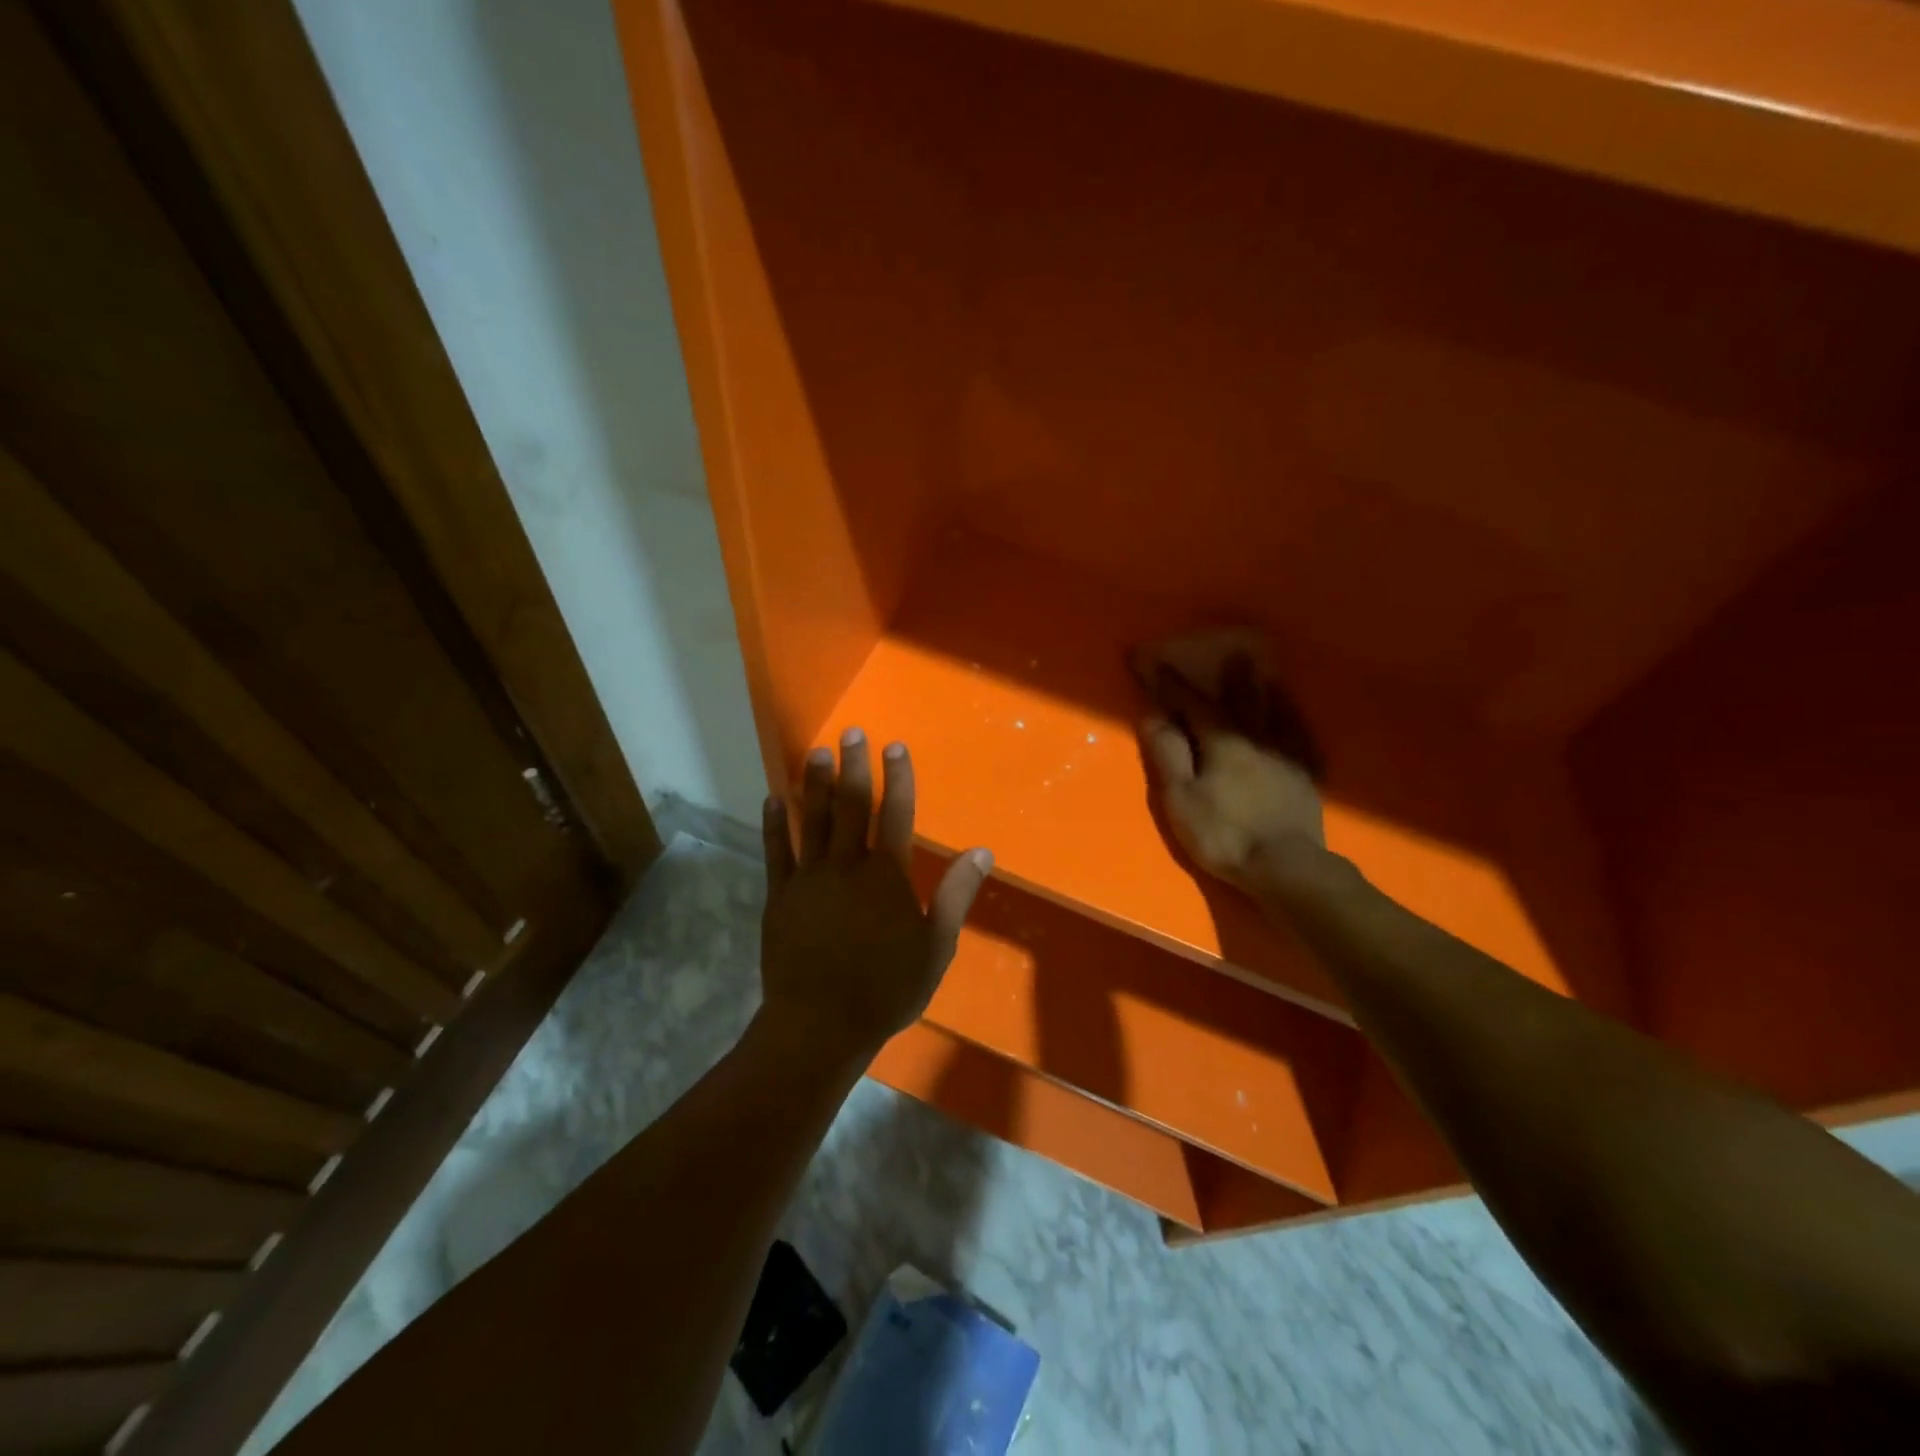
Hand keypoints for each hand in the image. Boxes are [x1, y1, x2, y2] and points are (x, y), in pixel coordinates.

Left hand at [758, 732, 992, 1060]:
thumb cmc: (885, 990)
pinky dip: (773, 824)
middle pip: (850, 805)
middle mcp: (845, 866)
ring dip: (813, 784)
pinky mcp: (779, 897)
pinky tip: (772, 799)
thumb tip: (981, 852)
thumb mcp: (935, 948)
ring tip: (815, 752)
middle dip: (853, 766)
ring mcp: (808, 879)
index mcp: (885, 876)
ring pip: (811, 820)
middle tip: (850, 732)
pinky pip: (776, 852)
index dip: (897, 777)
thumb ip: (955, 896)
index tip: (894, 746)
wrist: (819, 1026)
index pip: (895, 814)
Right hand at [1134, 630, 1327, 895]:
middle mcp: (1256, 738)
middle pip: (1241, 699)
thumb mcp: (1181, 797)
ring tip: (1263, 672)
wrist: (1284, 866)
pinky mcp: (1306, 777)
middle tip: (1231, 652)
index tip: (1146, 659)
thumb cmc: (1223, 833)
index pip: (1189, 702)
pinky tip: (1294, 719)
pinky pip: (1301, 738)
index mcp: (1221, 742)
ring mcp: (1286, 756)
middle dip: (1230, 676)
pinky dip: (1294, 721)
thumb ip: (1167, 753)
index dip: (1166, 682)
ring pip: (1275, 712)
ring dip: (1264, 690)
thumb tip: (1152, 713)